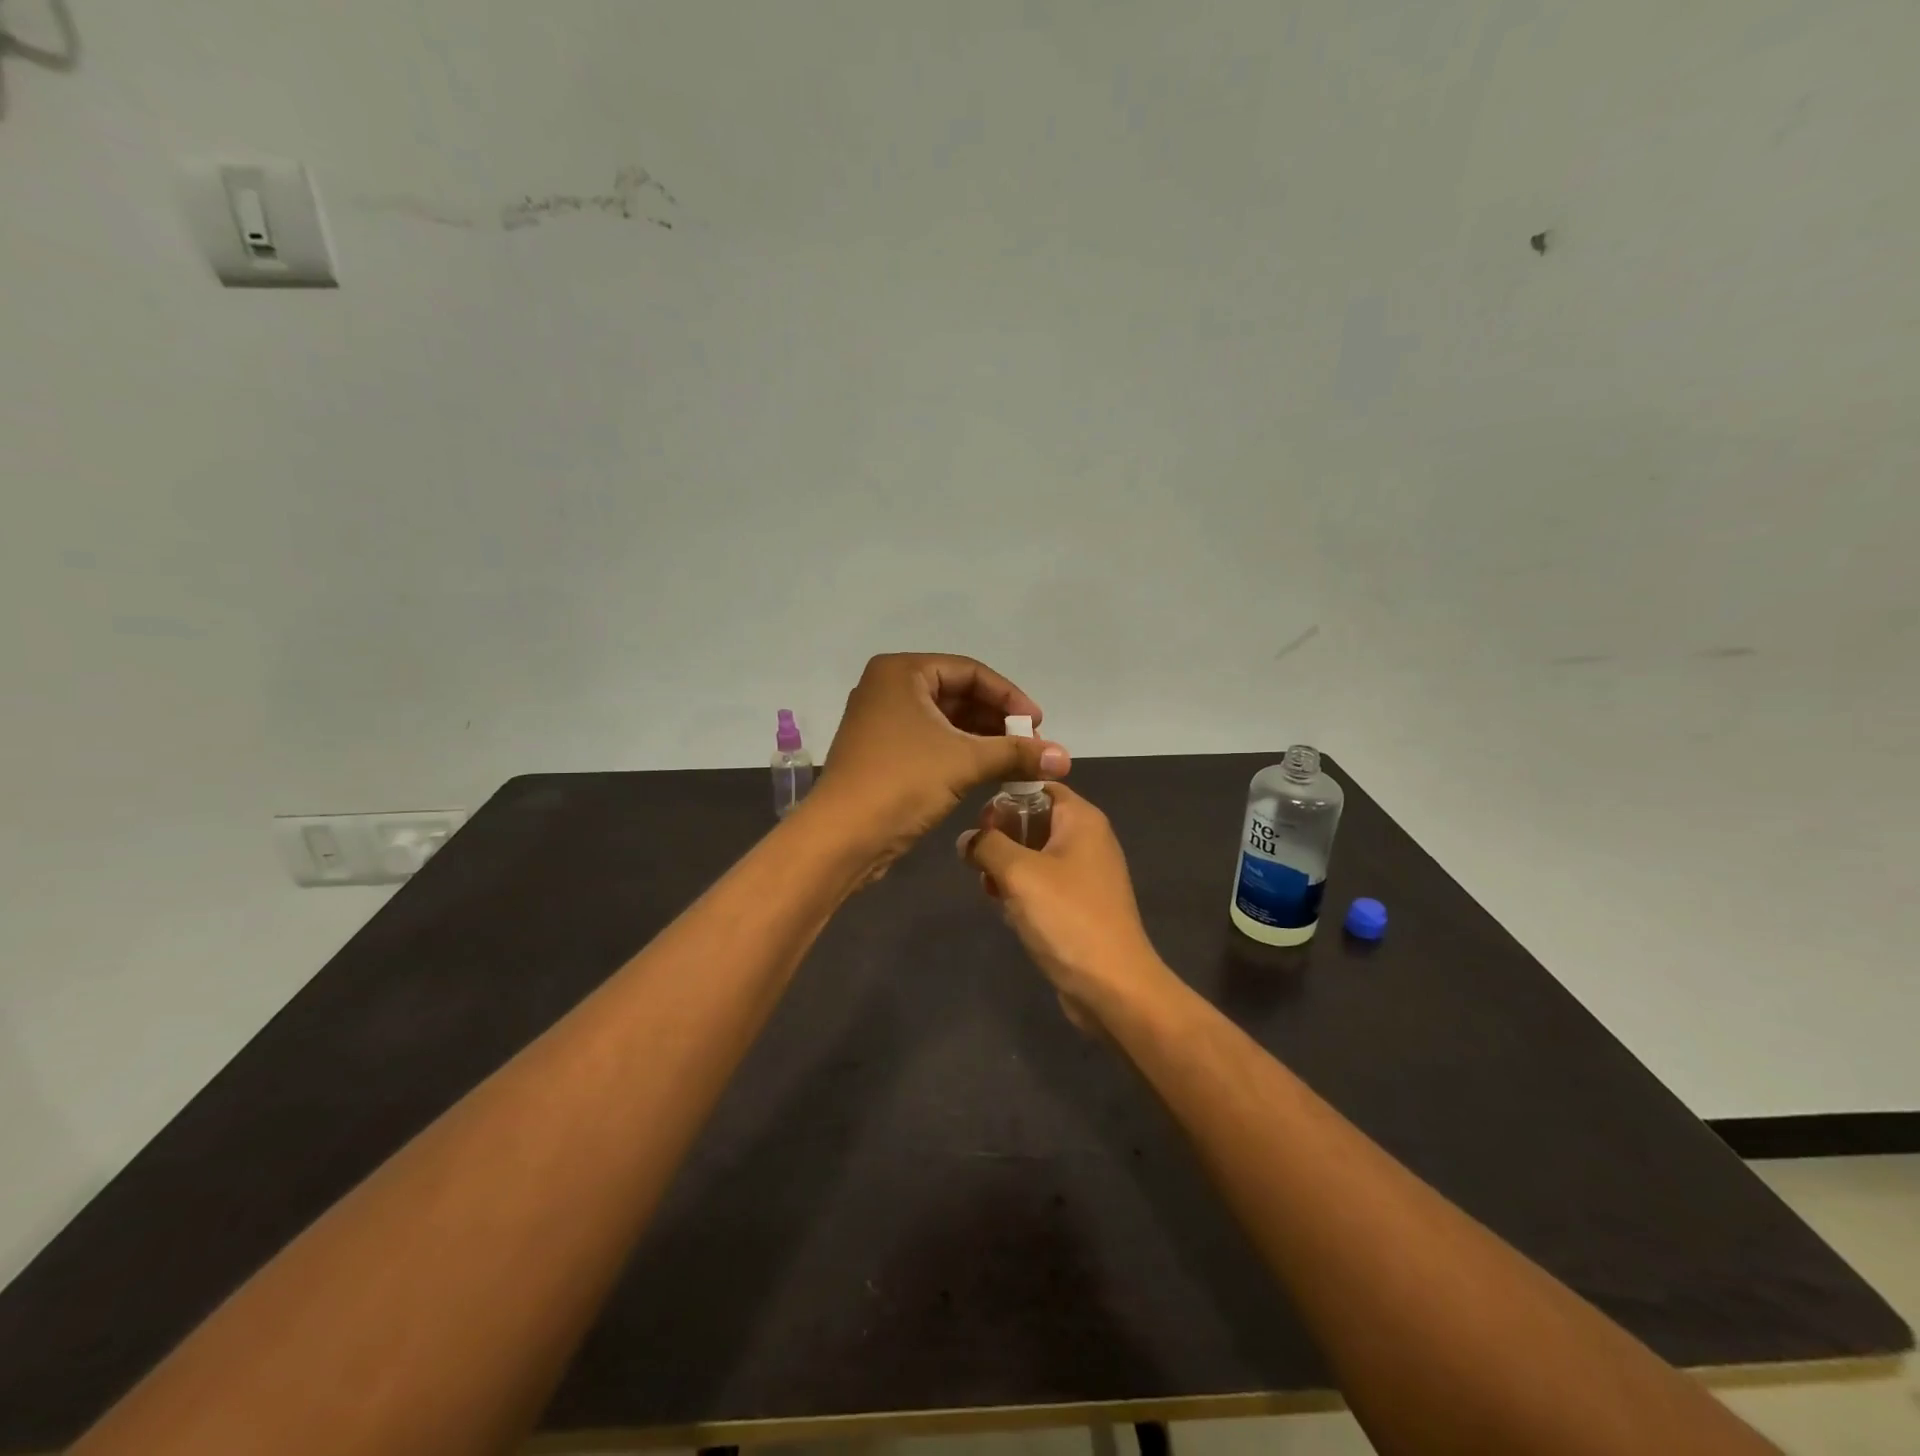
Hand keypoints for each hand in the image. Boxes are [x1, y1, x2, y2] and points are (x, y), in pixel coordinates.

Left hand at [813, 653, 1069, 863]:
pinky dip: (961, 753)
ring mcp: (882, 722)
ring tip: (1017, 761)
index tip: (1038, 724)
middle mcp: (888, 689)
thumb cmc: (902, 782)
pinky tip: (989, 771)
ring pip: (945, 721)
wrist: (842, 836)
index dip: (1009, 697)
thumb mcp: (965, 762)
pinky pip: (931, 742)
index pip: (970, 672)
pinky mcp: (883, 753)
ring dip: (982, 739)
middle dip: (997, 720)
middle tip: (1030, 745)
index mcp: (901, 672)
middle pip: (957, 694)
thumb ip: (1016, 753)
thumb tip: (1066, 757)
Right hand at [957, 784, 1170, 1029]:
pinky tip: (1005, 911)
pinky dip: (1021, 891)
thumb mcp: (1019, 873)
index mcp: (1081, 820)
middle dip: (1001, 837)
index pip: (1039, 785)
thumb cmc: (1066, 918)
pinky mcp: (1078, 906)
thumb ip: (987, 845)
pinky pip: (1042, 885)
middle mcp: (1087, 840)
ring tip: (990, 889)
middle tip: (979, 860)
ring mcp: (1085, 875)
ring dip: (1007, 868)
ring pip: (1034, 855)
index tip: (978, 822)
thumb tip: (967, 839)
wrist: (1112, 986)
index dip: (1005, 797)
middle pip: (1034, 820)